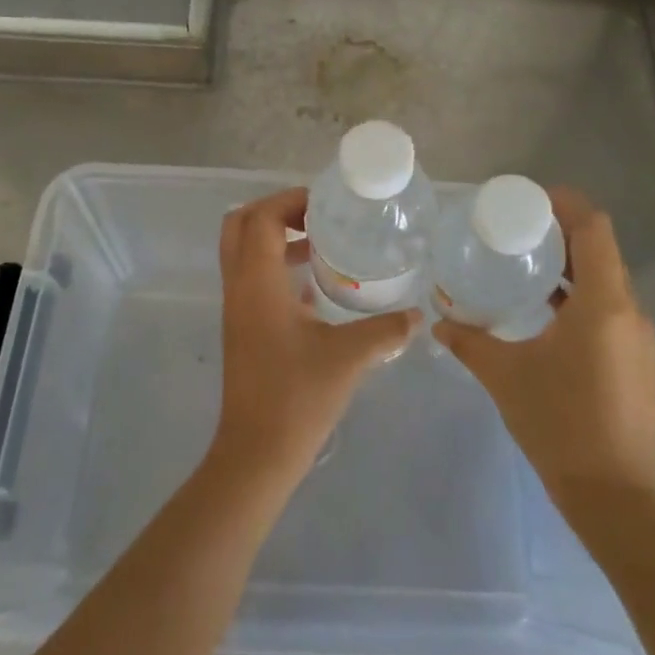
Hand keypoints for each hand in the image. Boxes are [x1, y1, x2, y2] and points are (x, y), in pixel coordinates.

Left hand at [210, 188, 418, 484]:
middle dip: (276, 211)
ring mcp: (237, 309)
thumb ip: (386, 331)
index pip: (260, 217)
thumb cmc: (298, 397)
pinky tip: (315, 287)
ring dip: (276, 238)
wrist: (257, 454)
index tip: (325, 205)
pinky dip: (277, 267)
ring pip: (244, 252)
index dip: (289, 201)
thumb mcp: (349, 357)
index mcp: (257, 283)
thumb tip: (417, 316)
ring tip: (321, 244)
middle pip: (240, 225)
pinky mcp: (243, 329)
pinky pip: (252, 278)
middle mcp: (239, 288)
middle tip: (316, 217)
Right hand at [434, 187, 654, 509]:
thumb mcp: (505, 376)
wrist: (616, 497)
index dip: (565, 204)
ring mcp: (637, 336)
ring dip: (571, 264)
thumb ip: (469, 341)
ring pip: (606, 278)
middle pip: (601, 248)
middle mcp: (629, 310)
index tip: (527, 200)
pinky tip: (545, 309)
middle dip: (562, 230)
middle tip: (516, 228)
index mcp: (603, 302)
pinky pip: (609, 306)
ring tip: (525, 262)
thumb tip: (439, 321)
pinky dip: (579, 293)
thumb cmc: (560, 425)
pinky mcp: (636, 358)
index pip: (594, 227)